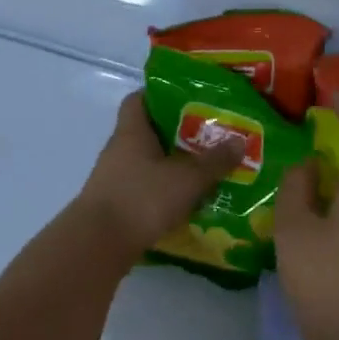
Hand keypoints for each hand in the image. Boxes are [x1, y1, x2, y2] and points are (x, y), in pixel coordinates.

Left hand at [74, 91, 243, 255]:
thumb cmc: (141, 199)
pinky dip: (163, 193)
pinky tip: (187, 202)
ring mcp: (114, 179)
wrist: (98, 244)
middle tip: (210, 139)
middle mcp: (119, 150)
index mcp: (131, 132)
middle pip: (148, 133)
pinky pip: (144, 190)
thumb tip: (240, 141)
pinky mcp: (116, 205)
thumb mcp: (186, 179)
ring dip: (172, 167)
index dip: (161, 95)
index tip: (189, 101)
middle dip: (178, 135)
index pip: (139, 99)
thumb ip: (214, 161)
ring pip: (147, 164)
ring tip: (205, 172)